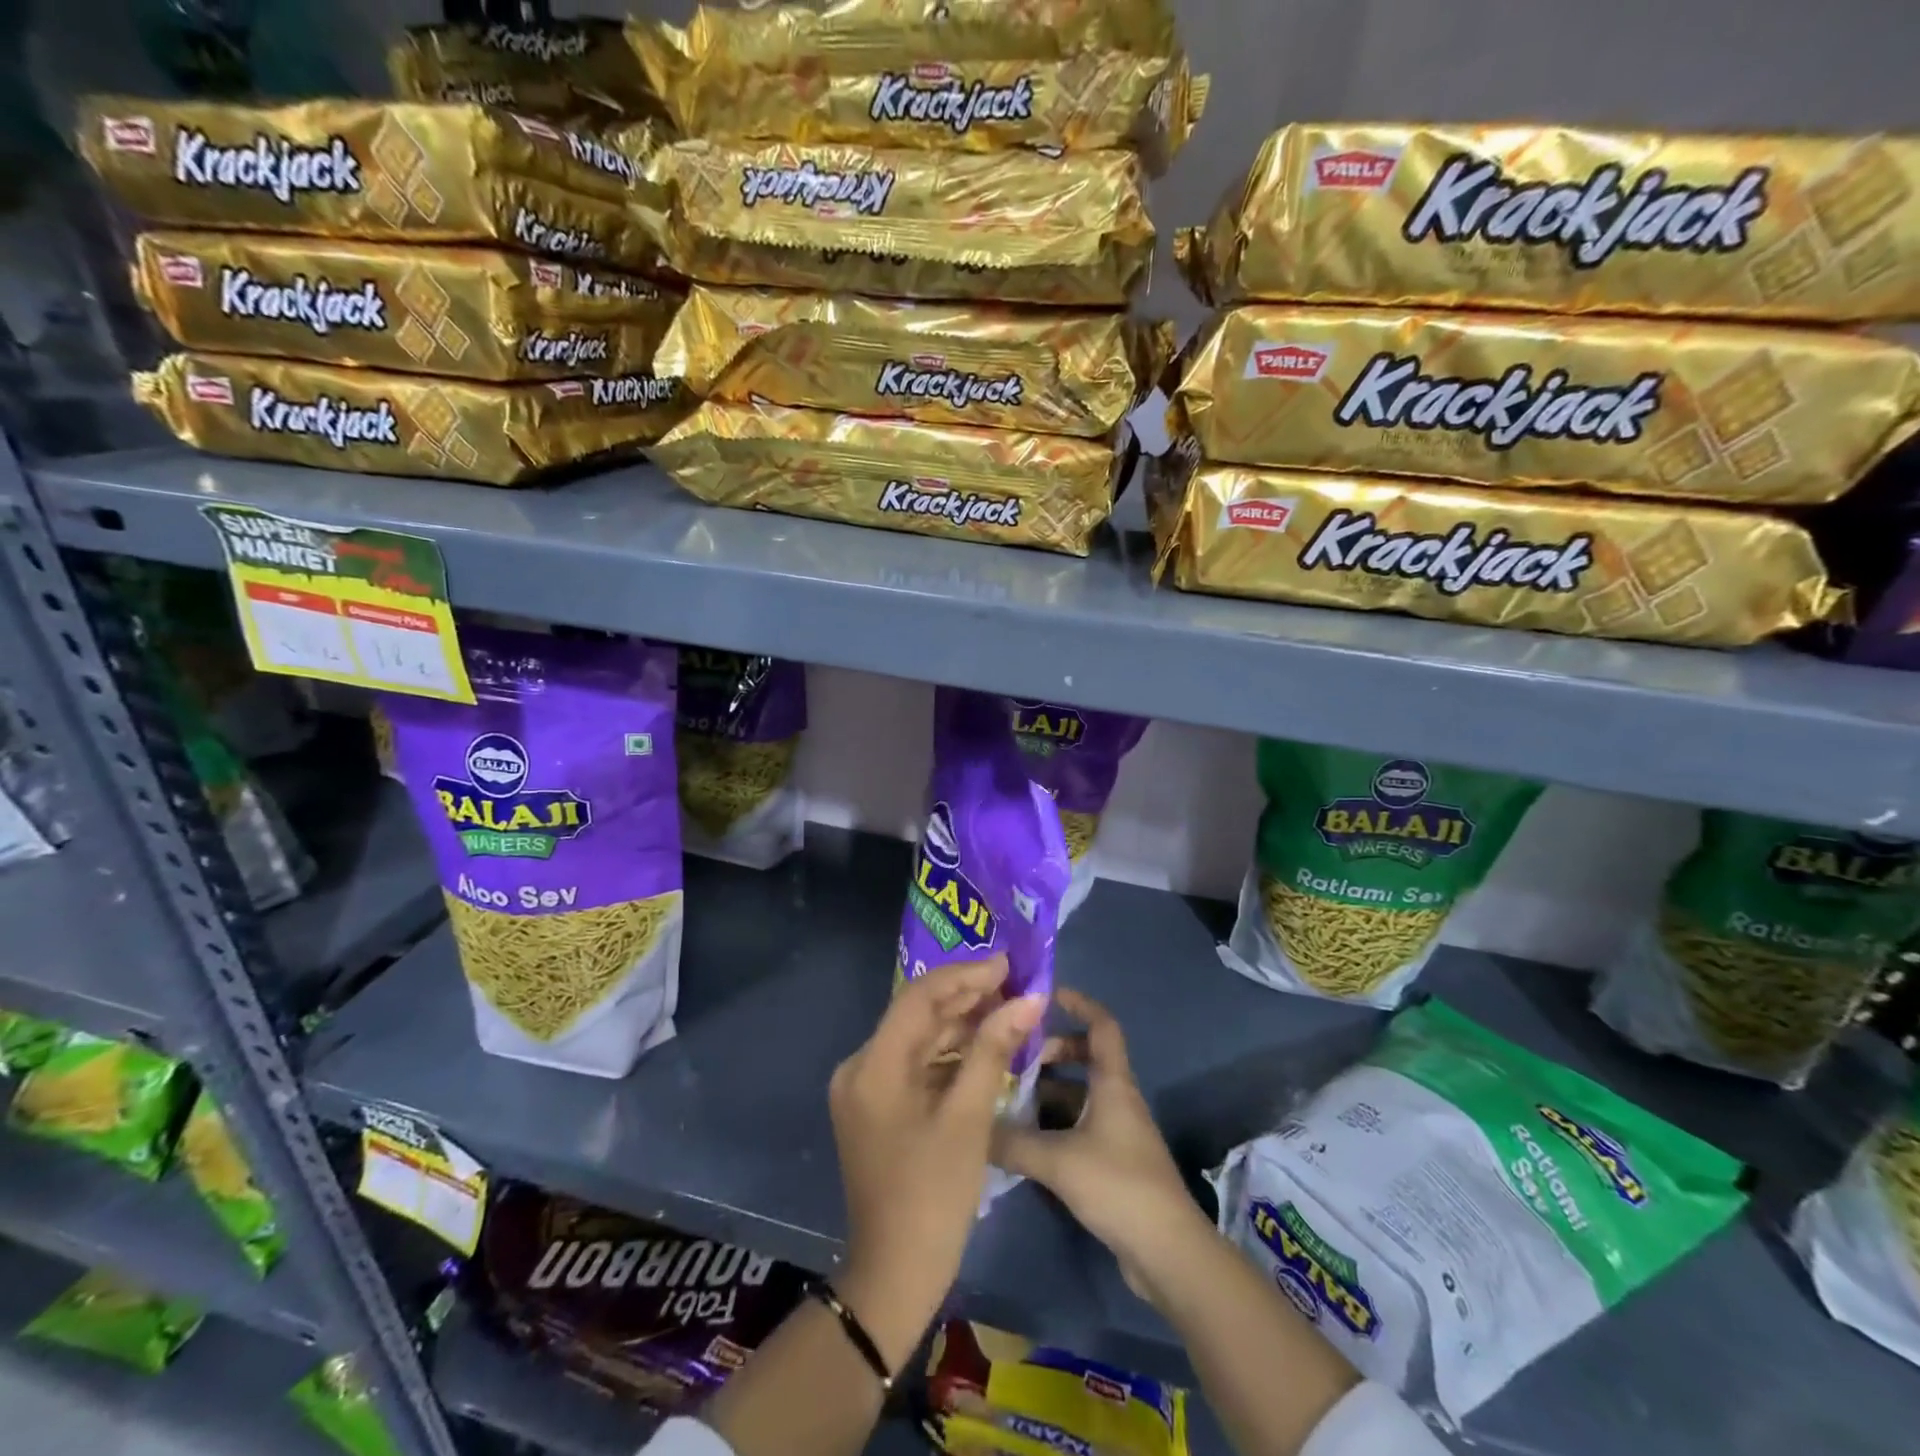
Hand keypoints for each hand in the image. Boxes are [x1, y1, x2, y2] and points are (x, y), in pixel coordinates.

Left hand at [829, 955, 1044, 1371]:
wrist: (894, 1276)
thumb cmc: (933, 1195)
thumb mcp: (969, 1118)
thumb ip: (994, 1050)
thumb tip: (1027, 1000)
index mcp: (873, 1065)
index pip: (919, 997)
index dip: (965, 975)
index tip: (1007, 964)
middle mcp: (861, 1066)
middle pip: (917, 1015)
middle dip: (966, 997)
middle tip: (1014, 984)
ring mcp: (866, 1088)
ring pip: (918, 1039)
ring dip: (961, 1024)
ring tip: (1007, 1009)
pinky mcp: (877, 1107)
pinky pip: (915, 1065)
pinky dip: (949, 1054)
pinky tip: (984, 1047)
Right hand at [992, 989, 1212, 1306]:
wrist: (1167, 1253)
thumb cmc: (1118, 1185)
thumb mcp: (1058, 1160)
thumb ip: (1012, 1142)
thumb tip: (971, 1126)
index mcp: (1113, 1083)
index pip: (1101, 1025)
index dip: (1078, 1003)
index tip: (1046, 994)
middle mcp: (1117, 1098)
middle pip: (1085, 1057)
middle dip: (1050, 1052)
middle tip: (1014, 1059)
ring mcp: (1116, 1131)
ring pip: (1077, 1094)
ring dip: (1047, 1092)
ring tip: (1008, 1099)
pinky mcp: (1112, 1162)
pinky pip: (1077, 1126)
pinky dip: (1052, 1124)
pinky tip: (1023, 1141)